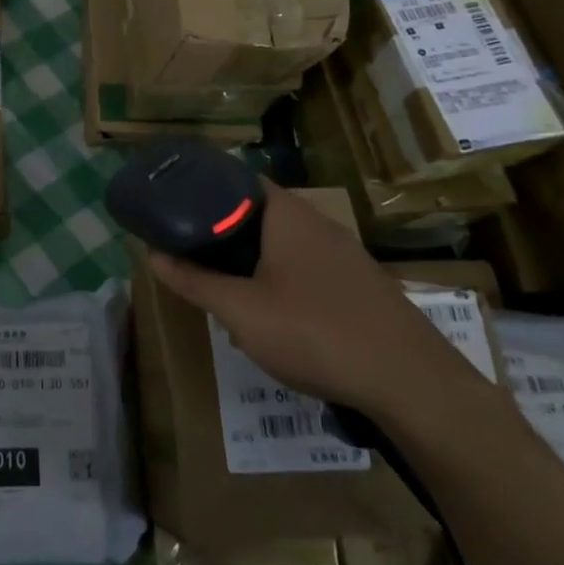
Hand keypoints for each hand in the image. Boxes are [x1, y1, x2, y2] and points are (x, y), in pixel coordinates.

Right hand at [147, 181, 477, 419]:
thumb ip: (194, 281)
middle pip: (259, 212)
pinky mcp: (362, 286)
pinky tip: (276, 315)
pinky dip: (282, 278)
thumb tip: (151, 254)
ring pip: (284, 243)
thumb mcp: (241, 311)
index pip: (238, 179)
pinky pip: (309, 268)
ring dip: (253, 259)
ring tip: (225, 284)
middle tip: (193, 250)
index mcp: (287, 214)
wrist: (412, 384)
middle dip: (224, 231)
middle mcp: (318, 223)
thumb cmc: (315, 332)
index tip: (176, 205)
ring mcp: (346, 254)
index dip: (205, 187)